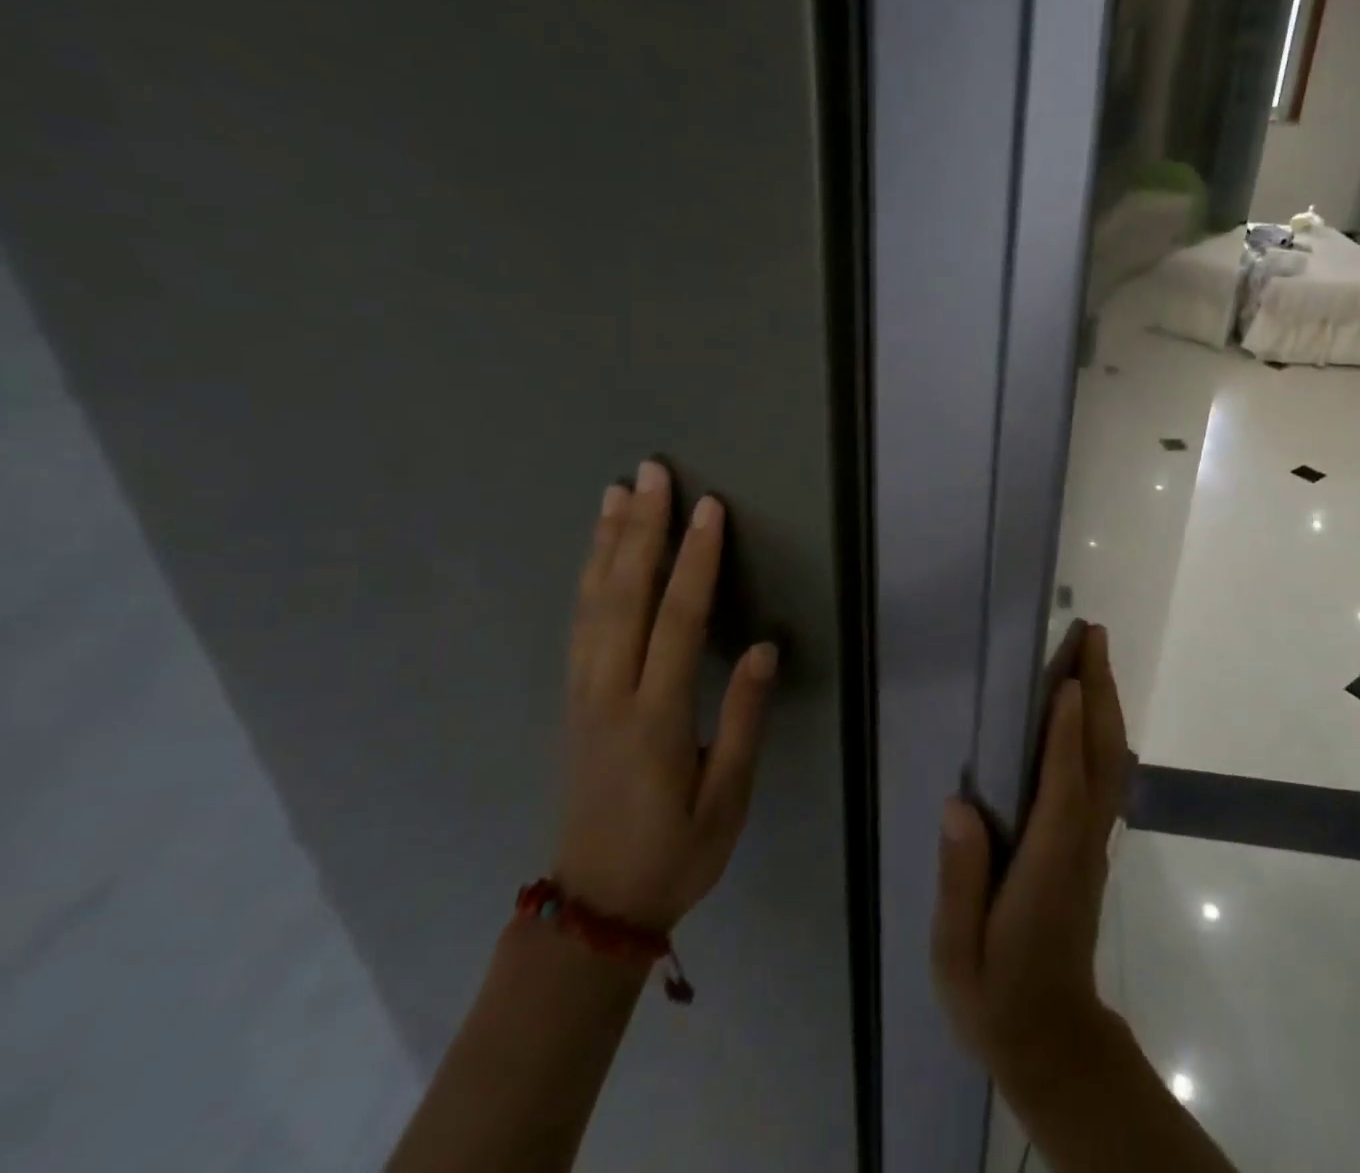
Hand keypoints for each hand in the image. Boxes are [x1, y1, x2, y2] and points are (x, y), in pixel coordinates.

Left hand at [555, 459, 778, 932]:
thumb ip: (744, 721)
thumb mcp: (726, 800)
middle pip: (624, 596)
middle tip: (652, 474)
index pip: (678, 622)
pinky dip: (587, 578)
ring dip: (607, 543)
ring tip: (619, 493)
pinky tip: (596, 553)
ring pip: (592, 603)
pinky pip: (578, 625)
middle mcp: (611, 694)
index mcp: (655, 718)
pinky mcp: (573, 699)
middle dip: (642, 530)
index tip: (709, 510)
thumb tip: (764, 648)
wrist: (594, 907)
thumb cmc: (674, 854)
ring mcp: (584, 694)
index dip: (695, 561)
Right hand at [931, 624, 1130, 1090]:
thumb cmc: (996, 994)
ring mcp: (1092, 843)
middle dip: (1098, 693)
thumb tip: (959, 805)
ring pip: (1110, 762)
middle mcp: (1079, 843)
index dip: (1064, 734)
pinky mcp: (1092, 846)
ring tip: (1095, 656)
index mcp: (1046, 865)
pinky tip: (1093, 710)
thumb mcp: (958, 951)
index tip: (1066, 680)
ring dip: (1106, 704)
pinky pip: (1105, 776)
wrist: (1053, 1041)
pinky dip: (1103, 732)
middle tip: (1093, 638)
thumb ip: (961, 878)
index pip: (1062, 788)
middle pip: (1099, 758)